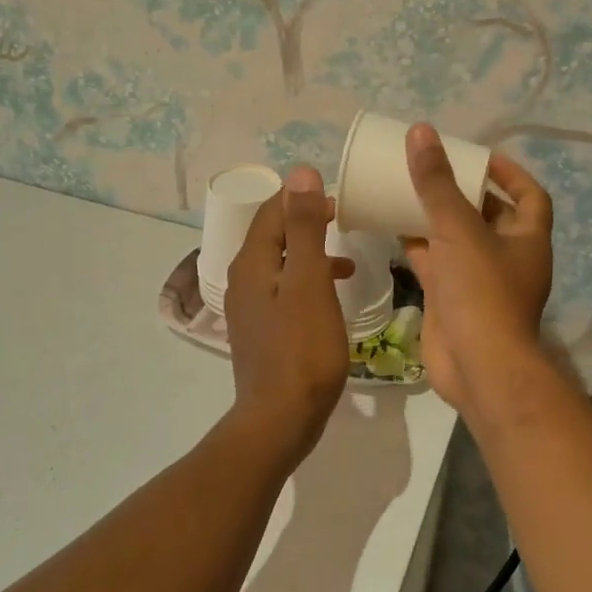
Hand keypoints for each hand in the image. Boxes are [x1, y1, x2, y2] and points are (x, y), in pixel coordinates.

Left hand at [224, 166, 353, 467]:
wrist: (280, 418)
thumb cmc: (302, 348)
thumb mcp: (309, 281)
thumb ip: (304, 227)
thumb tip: (300, 172)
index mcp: (252, 263)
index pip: (271, 211)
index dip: (302, 198)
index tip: (339, 199)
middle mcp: (244, 280)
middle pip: (273, 236)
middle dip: (307, 222)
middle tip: (344, 221)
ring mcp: (250, 308)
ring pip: (281, 264)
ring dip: (311, 254)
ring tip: (347, 259)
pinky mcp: (262, 331)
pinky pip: (284, 291)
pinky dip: (308, 282)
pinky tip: (331, 297)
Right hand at [400, 124, 553, 416]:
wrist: (477, 367)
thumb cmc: (481, 292)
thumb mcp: (459, 230)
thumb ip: (437, 183)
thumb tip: (421, 132)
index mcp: (527, 238)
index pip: (530, 195)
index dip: (509, 172)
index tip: (479, 156)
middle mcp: (508, 257)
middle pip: (490, 215)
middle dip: (465, 192)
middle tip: (435, 169)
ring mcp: (480, 281)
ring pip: (458, 239)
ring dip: (438, 217)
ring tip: (410, 190)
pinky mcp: (453, 299)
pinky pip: (436, 263)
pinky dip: (418, 245)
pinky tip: (392, 226)